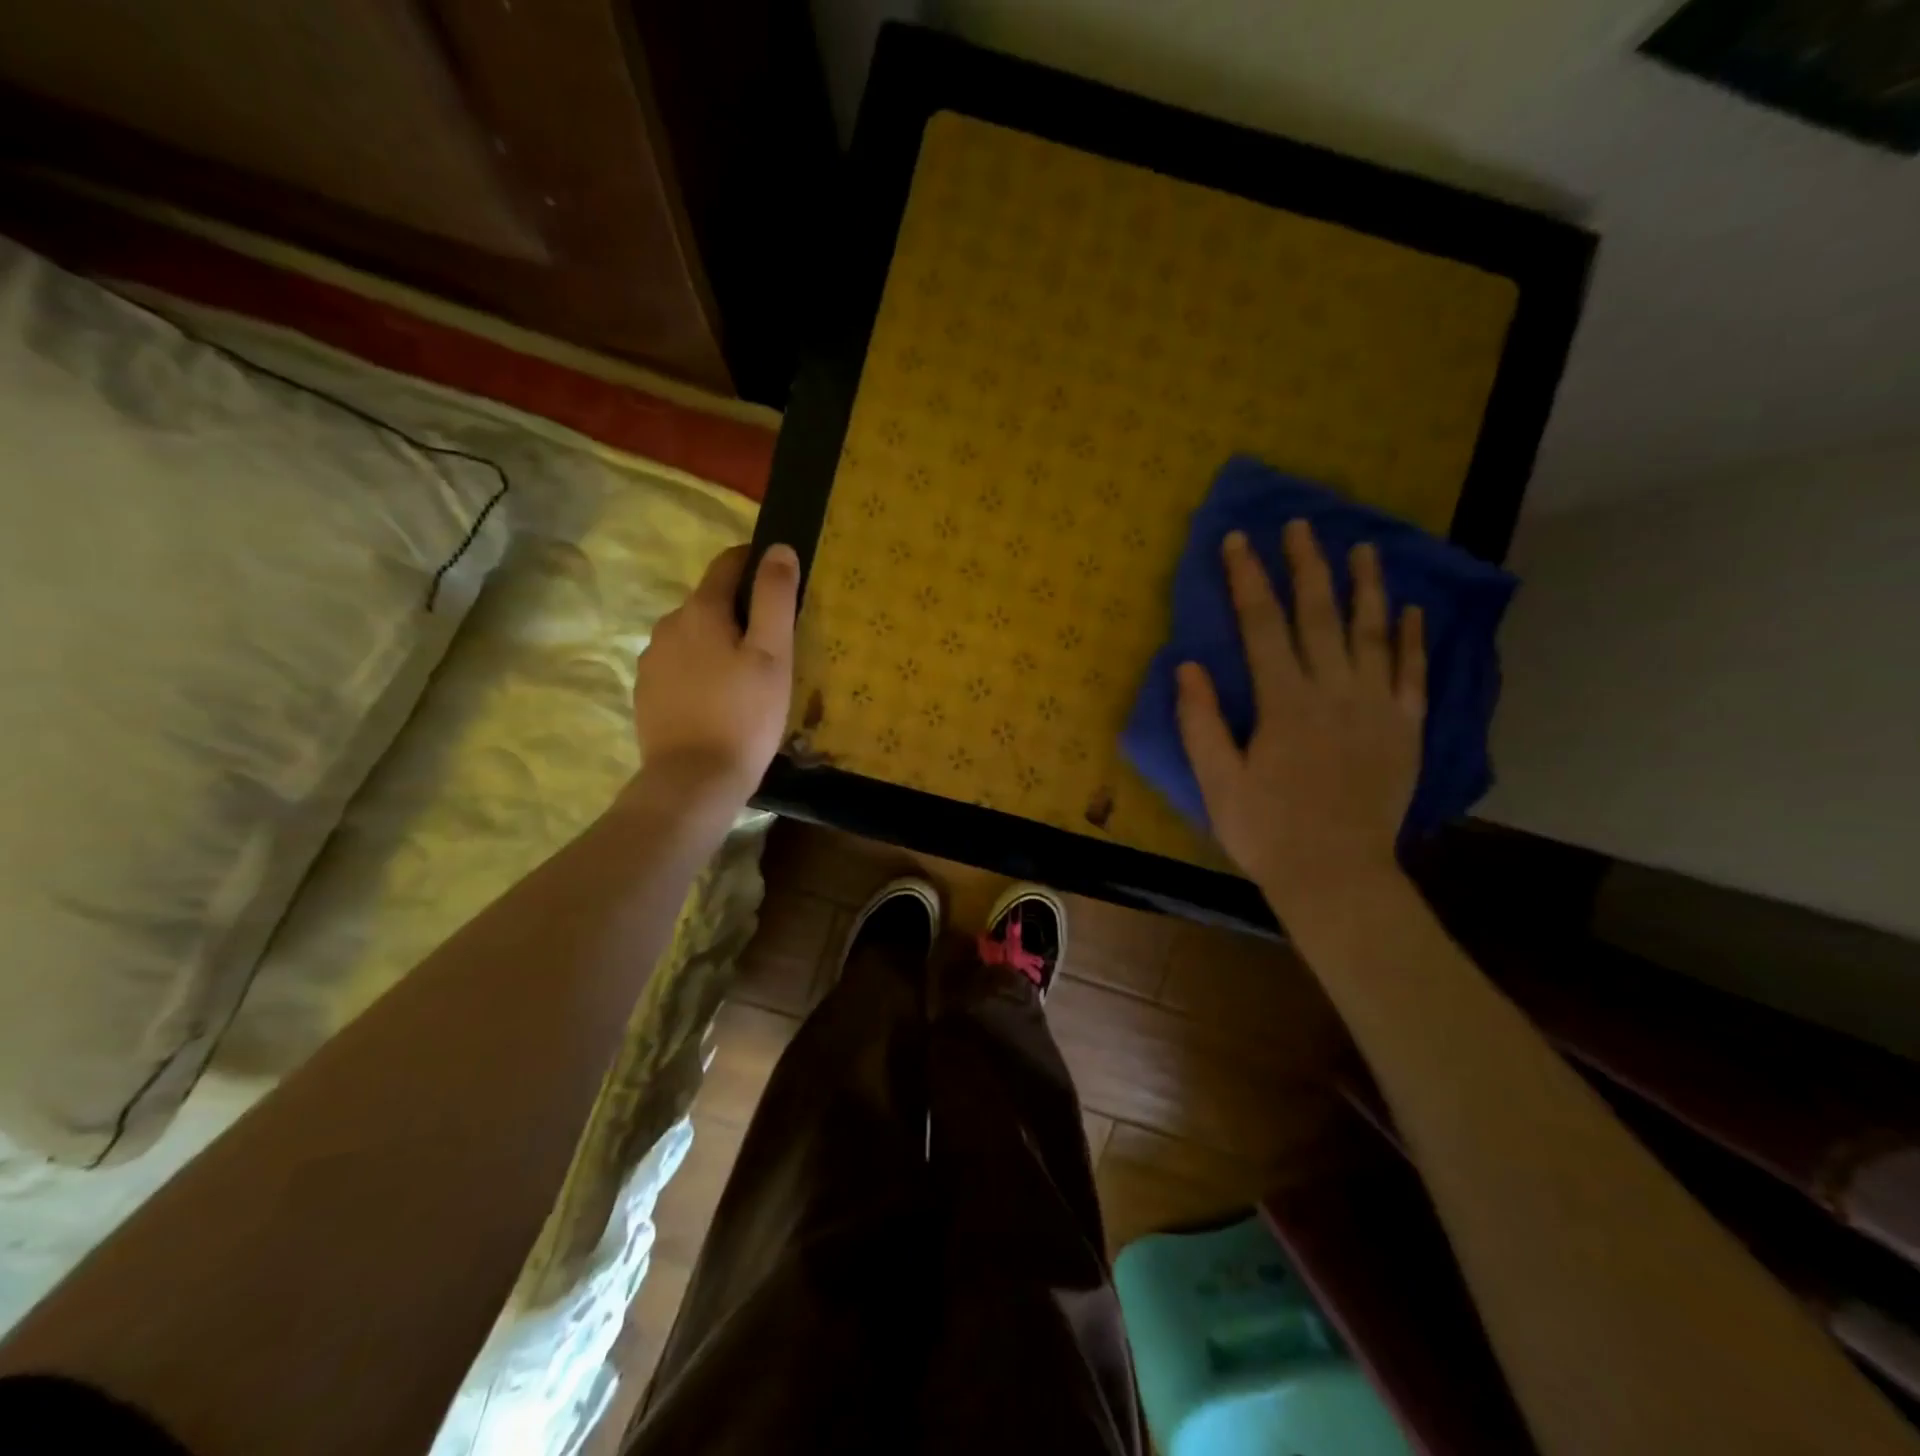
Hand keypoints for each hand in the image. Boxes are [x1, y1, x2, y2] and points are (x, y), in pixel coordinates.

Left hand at [631, 542, 798, 807]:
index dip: (755, 563)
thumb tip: (777, 548)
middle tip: (773, 644)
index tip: (780, 580)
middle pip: (709, 601)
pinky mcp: (647, 691)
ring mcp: (652, 659)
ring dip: (718, 642)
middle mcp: (668, 625)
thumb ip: (774, 597)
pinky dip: (700, 670)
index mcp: (700, 610)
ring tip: (746, 677)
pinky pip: (679, 665)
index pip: (728, 563)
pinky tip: (718, 700)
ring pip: (693, 635)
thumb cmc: (744, 716)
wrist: (693, 781)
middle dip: (740, 611)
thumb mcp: (773, 655)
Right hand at [1176, 522, 1424, 918]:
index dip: (1248, 580)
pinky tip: (1412, 610)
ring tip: (1364, 547)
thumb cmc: (1267, 831)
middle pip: (1319, 615)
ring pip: (1373, 633)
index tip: (1239, 541)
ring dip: (1366, 586)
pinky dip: (1414, 639)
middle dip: (1306, 566)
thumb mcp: (1217, 782)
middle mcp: (1335, 692)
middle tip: (1300, 524)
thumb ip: (1200, 722)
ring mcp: (1377, 708)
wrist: (1337, 876)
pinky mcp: (1405, 730)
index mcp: (1285, 703)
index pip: (1262, 626)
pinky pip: (1412, 674)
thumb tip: (1187, 667)